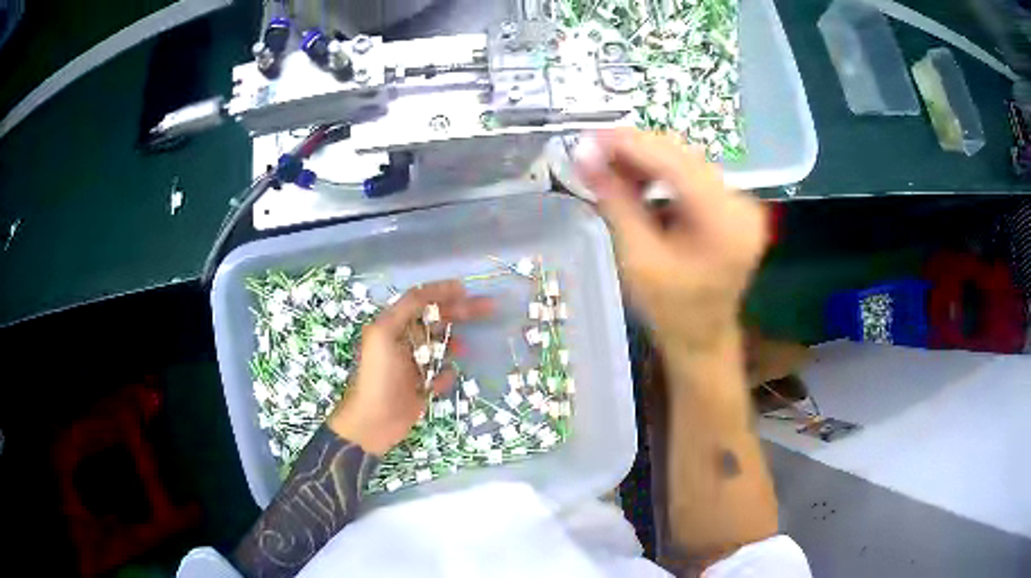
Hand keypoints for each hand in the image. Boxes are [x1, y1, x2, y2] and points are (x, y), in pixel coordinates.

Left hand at [328, 281, 492, 455]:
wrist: (374, 421)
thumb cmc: (379, 375)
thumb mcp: (385, 334)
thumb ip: (406, 309)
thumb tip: (432, 292)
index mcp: (393, 325)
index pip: (421, 300)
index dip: (442, 292)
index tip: (466, 290)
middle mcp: (403, 341)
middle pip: (435, 320)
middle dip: (460, 313)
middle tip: (488, 309)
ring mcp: (412, 365)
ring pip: (440, 346)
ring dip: (454, 342)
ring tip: (467, 347)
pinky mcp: (420, 388)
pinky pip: (440, 375)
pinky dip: (448, 373)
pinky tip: (452, 374)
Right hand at [574, 128, 767, 352]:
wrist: (702, 337)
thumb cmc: (670, 309)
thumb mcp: (637, 256)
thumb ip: (613, 199)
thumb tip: (582, 154)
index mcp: (725, 222)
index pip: (675, 164)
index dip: (630, 144)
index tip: (589, 137)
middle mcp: (742, 204)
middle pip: (683, 157)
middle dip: (635, 149)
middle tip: (592, 150)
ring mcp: (742, 203)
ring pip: (687, 162)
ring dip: (646, 159)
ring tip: (607, 165)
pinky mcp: (734, 205)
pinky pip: (692, 176)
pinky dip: (661, 173)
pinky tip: (634, 178)